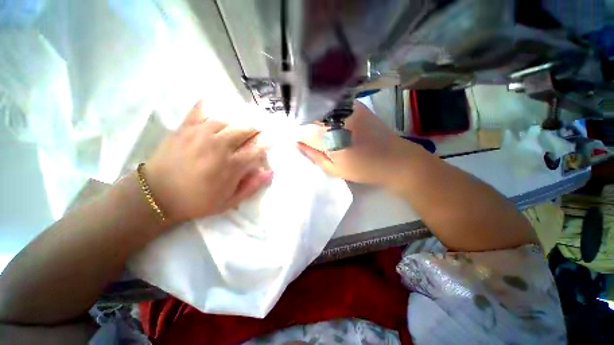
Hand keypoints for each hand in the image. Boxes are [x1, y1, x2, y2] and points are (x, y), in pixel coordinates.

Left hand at [144, 101, 272, 222]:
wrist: (157, 195)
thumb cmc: (197, 201)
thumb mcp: (229, 202)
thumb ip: (251, 187)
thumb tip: (269, 172)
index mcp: (231, 166)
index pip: (257, 149)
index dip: (266, 145)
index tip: (269, 143)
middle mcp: (219, 146)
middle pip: (245, 129)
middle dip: (256, 129)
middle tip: (258, 131)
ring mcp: (201, 134)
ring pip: (227, 119)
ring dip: (238, 120)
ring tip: (241, 123)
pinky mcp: (185, 128)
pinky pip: (199, 110)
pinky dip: (208, 105)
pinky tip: (214, 103)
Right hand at [298, 101, 414, 184]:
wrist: (396, 159)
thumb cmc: (364, 169)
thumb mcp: (334, 169)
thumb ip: (313, 155)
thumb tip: (296, 142)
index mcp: (329, 136)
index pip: (301, 129)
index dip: (294, 133)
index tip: (294, 140)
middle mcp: (336, 117)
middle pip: (308, 115)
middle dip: (302, 124)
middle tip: (304, 136)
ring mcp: (347, 107)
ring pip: (319, 108)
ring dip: (312, 117)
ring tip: (316, 130)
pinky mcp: (356, 104)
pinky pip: (332, 105)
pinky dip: (325, 111)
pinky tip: (328, 121)